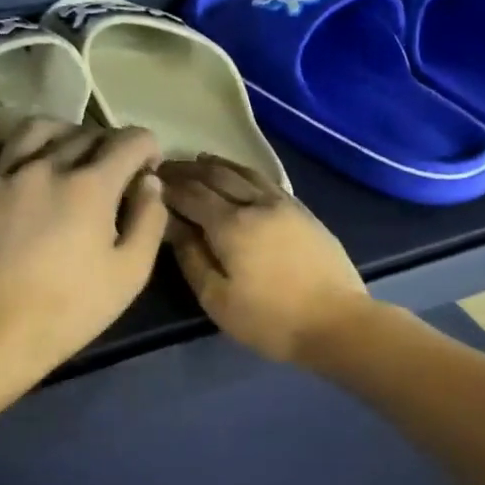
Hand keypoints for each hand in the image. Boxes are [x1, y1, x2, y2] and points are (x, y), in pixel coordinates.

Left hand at [0, 119, 167, 375]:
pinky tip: (17, 166)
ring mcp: (2, 175)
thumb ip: (149, 221)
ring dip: (62, 134)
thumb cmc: (72, 308)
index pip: (129, 141)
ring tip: (66, 154)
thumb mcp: (131, 273)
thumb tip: (149, 183)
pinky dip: (10, 150)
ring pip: (36, 129)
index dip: (147, 146)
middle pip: (85, 134)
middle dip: (109, 145)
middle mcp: (46, 166)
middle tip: (114, 171)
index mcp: (91, 185)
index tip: (149, 166)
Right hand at [159, 156, 373, 362]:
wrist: (336, 322)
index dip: (168, 185)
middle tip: (167, 167)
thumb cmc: (269, 319)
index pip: (191, 193)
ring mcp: (285, 204)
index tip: (149, 180)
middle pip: (217, 175)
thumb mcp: (217, 299)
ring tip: (200, 162)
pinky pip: (266, 181)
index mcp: (230, 224)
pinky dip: (244, 173)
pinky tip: (240, 178)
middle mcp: (256, 203)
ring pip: (245, 172)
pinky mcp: (304, 213)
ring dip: (218, 165)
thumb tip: (173, 226)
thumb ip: (191, 258)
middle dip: (189, 169)